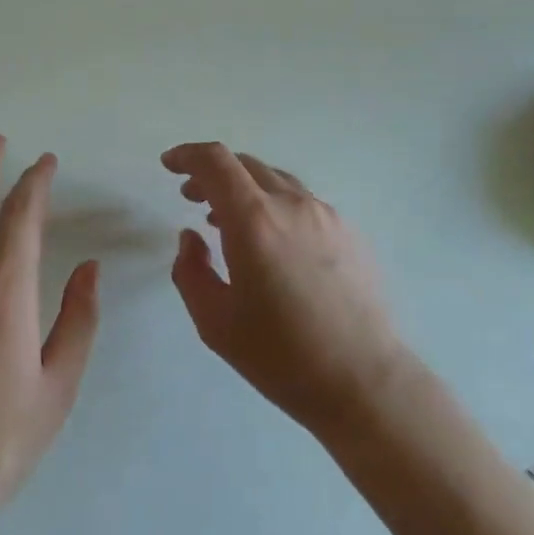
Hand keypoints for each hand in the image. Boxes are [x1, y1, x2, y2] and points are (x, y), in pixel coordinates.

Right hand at [162, 141, 408, 434]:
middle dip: (212, 173)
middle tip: (192, 198)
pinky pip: (302, 202)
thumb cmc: (280, 355)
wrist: (363, 380)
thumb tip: (191, 237)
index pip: (216, 162)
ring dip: (245, 189)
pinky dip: (274, 205)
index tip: (170, 164)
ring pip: (276, 181)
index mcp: (254, 220)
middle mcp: (291, 205)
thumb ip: (190, 270)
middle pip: (246, 165)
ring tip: (228, 219)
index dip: (188, 154)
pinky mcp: (349, 231)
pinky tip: (272, 242)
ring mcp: (326, 215)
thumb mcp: (214, 321)